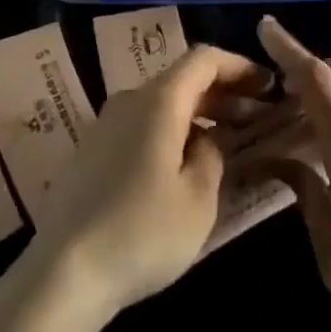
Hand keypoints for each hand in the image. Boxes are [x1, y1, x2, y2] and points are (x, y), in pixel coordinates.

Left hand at [28, 44, 270, 318]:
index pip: (204, 59)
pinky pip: (142, 125)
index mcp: (159, 100)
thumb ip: (212, 157)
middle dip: (223, 93)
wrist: (63, 272)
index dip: (239, 66)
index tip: (267, 85)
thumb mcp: (198, 200)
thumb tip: (207, 140)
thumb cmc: (141, 232)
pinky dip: (172, 131)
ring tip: (226, 142)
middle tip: (257, 117)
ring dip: (198, 114)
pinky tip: (184, 165)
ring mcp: (106, 124)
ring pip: (162, 104)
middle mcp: (130, 99)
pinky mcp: (92, 151)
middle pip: (183, 79)